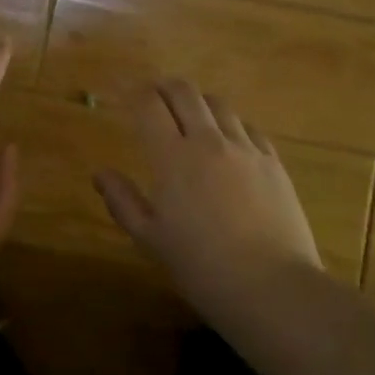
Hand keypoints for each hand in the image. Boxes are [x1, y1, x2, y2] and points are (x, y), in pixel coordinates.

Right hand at [93, 79, 322, 316]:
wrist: (272, 287)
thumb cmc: (202, 268)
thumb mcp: (151, 240)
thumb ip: (123, 201)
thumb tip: (101, 174)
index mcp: (173, 158)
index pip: (149, 105)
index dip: (135, 93)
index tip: (126, 94)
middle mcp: (208, 141)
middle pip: (185, 92)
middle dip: (165, 87)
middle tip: (156, 97)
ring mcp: (245, 148)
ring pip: (219, 104)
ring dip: (200, 103)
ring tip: (193, 117)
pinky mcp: (273, 161)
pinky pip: (249, 128)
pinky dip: (231, 125)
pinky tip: (230, 142)